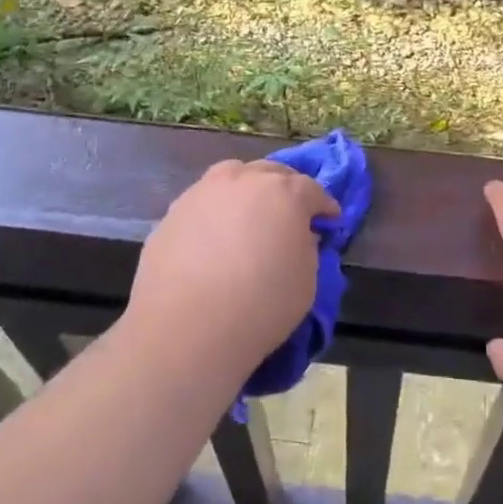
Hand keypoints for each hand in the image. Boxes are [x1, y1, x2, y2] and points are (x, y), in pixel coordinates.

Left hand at [127, 158, 337, 373]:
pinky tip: (213, 238)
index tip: (329, 221)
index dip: (324, 207)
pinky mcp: (173, 212)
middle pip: (272, 173)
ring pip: (233, 178)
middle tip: (289, 214)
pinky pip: (204, 203)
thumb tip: (298, 235)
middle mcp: (245, 180)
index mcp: (285, 192)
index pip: (313, 190)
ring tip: (248, 216)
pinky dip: (215, 213)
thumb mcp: (307, 280)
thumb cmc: (261, 306)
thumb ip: (307, 248)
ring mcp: (204, 192)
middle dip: (285, 189)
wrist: (187, 330)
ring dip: (247, 191)